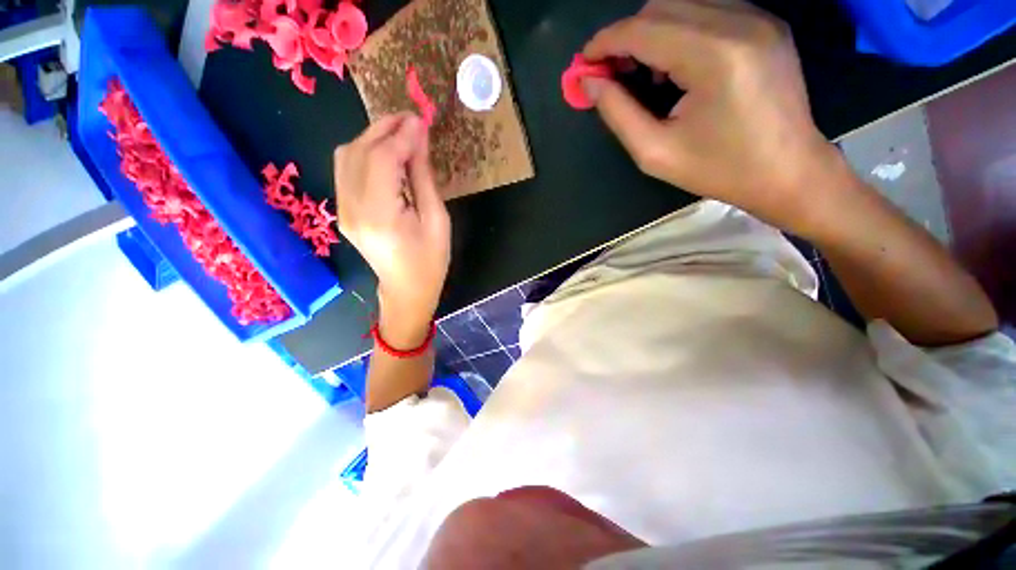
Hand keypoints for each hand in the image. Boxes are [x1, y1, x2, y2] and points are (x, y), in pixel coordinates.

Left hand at [334, 113, 450, 345]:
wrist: (406, 289)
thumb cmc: (430, 260)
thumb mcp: (436, 219)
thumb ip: (423, 176)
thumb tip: (419, 138)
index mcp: (380, 216)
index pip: (382, 159)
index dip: (401, 135)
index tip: (421, 120)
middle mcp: (352, 209)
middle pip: (359, 151)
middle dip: (385, 128)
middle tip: (412, 120)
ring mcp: (342, 209)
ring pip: (347, 155)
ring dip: (373, 137)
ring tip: (401, 133)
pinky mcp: (343, 209)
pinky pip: (347, 169)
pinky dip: (366, 152)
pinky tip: (387, 154)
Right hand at [582, 0, 840, 233]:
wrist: (788, 171)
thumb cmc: (718, 170)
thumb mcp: (655, 152)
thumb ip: (618, 113)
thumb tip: (589, 82)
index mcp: (713, 56)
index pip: (643, 30)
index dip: (604, 42)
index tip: (583, 64)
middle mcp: (739, 22)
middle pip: (661, 7)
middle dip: (625, 37)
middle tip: (610, 74)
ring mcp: (757, 17)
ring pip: (682, 4)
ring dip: (650, 34)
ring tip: (641, 75)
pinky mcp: (765, 23)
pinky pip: (707, 11)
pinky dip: (678, 31)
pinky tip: (673, 66)